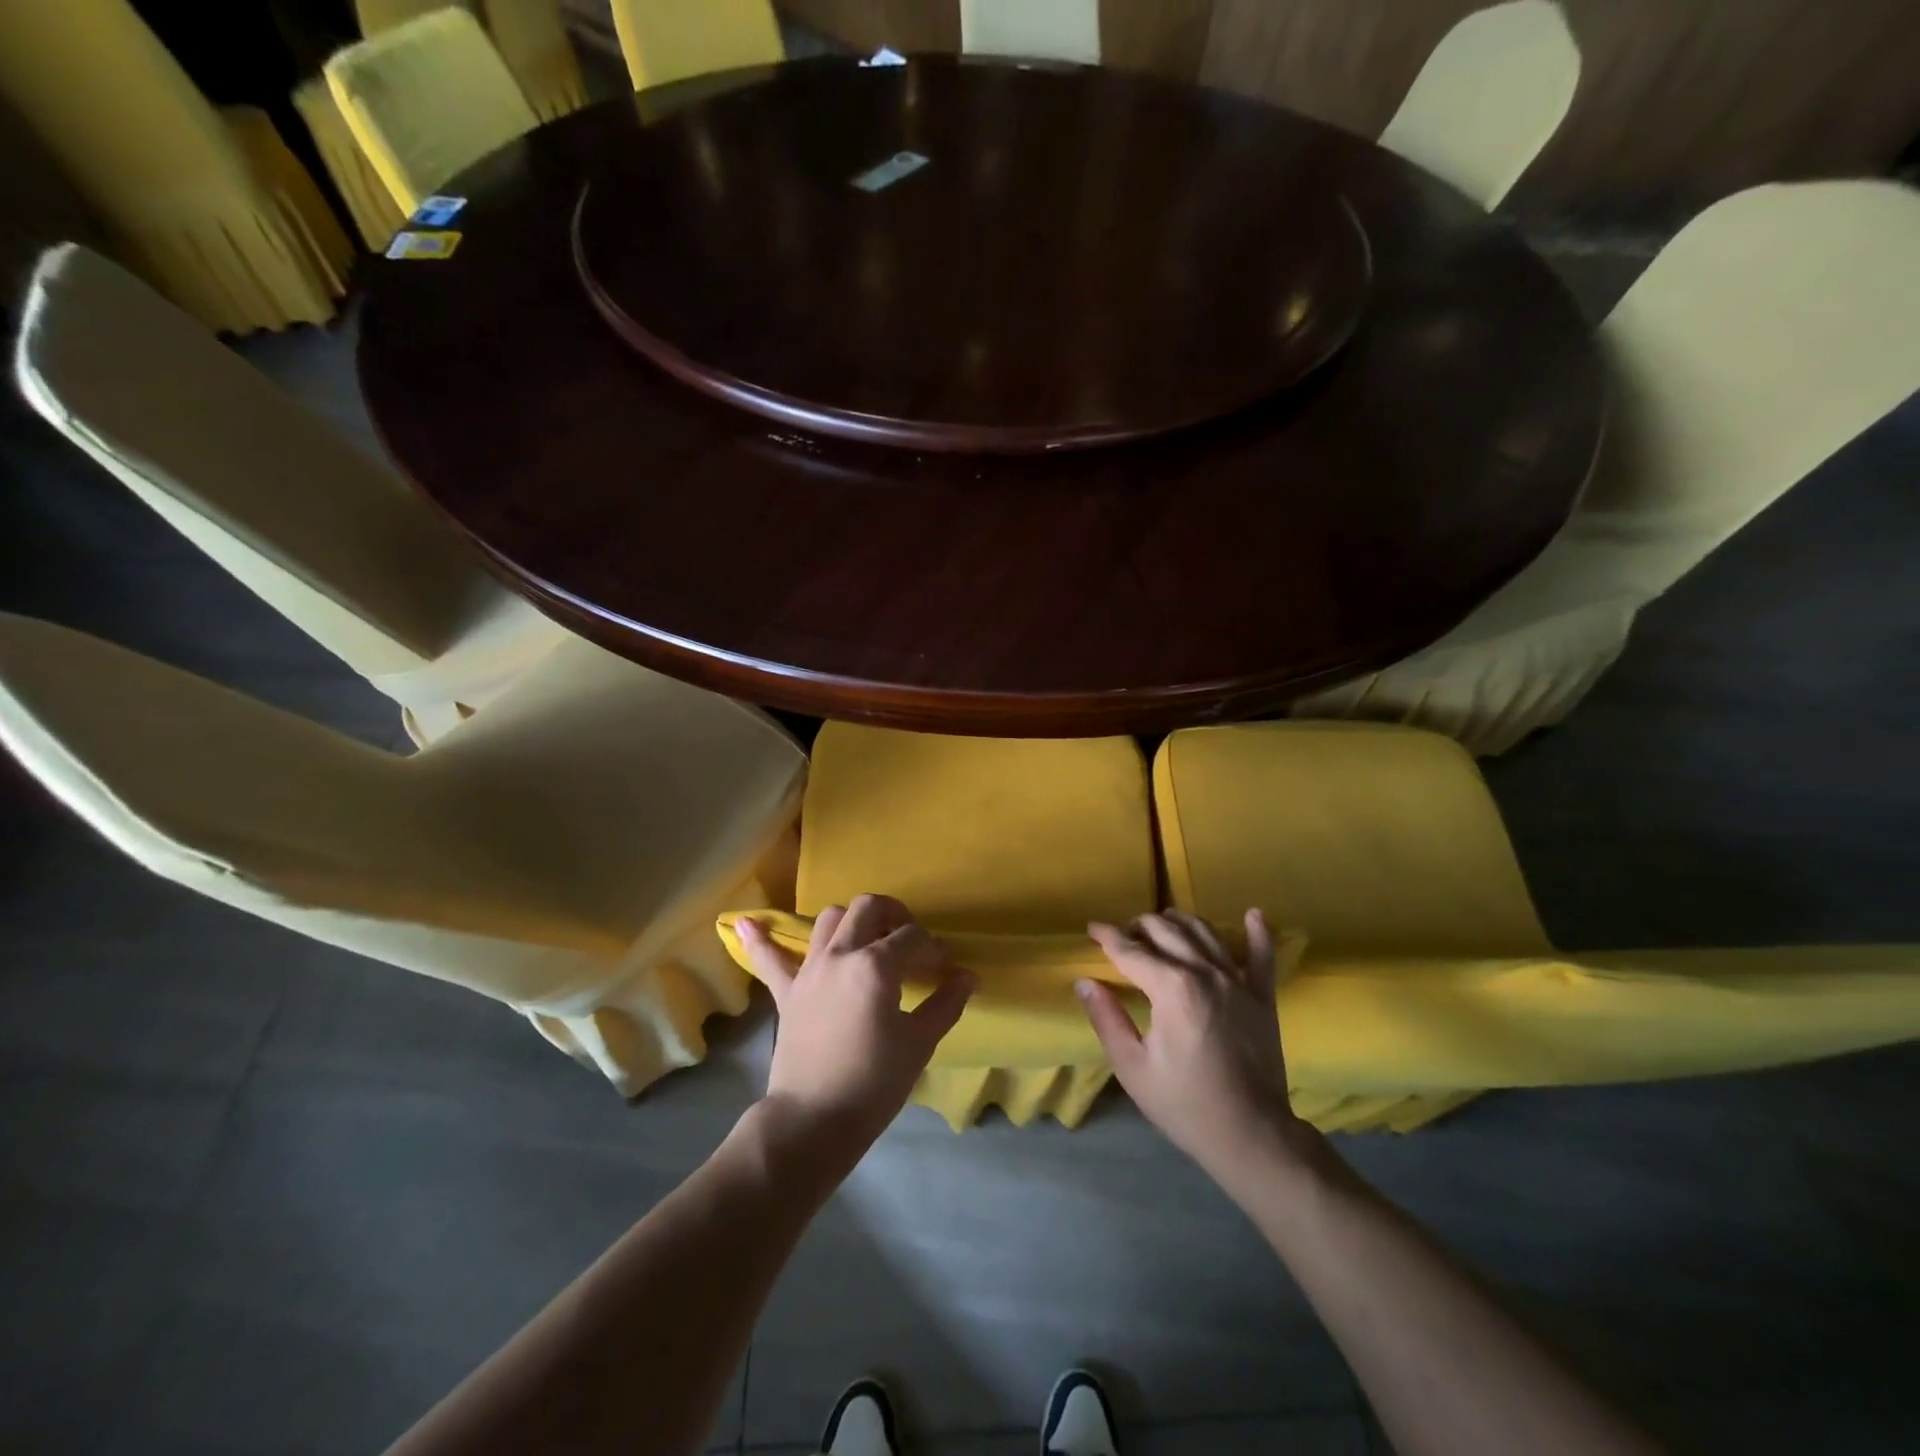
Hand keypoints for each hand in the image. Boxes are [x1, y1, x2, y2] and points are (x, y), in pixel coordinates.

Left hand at [737, 895, 974, 1167]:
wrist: (814, 1120)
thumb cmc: (874, 1082)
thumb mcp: (919, 1043)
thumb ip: (945, 1003)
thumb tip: (968, 977)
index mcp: (875, 965)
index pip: (912, 937)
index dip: (933, 947)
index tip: (943, 966)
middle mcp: (841, 954)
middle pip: (868, 908)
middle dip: (894, 914)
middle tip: (909, 940)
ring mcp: (809, 970)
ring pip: (829, 920)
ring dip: (852, 920)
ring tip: (868, 938)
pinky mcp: (787, 992)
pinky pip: (769, 958)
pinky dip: (760, 939)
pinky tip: (746, 921)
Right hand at [1078, 910, 1316, 1181]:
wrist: (1252, 1135)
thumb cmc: (1185, 1104)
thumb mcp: (1133, 1067)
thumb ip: (1106, 1018)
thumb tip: (1085, 982)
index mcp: (1171, 988)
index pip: (1131, 950)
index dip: (1107, 937)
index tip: (1092, 929)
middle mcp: (1205, 972)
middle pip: (1166, 930)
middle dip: (1138, 926)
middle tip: (1122, 936)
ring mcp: (1238, 980)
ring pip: (1204, 931)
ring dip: (1178, 921)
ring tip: (1161, 925)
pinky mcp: (1262, 995)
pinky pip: (1262, 955)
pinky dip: (1257, 932)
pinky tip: (1252, 915)